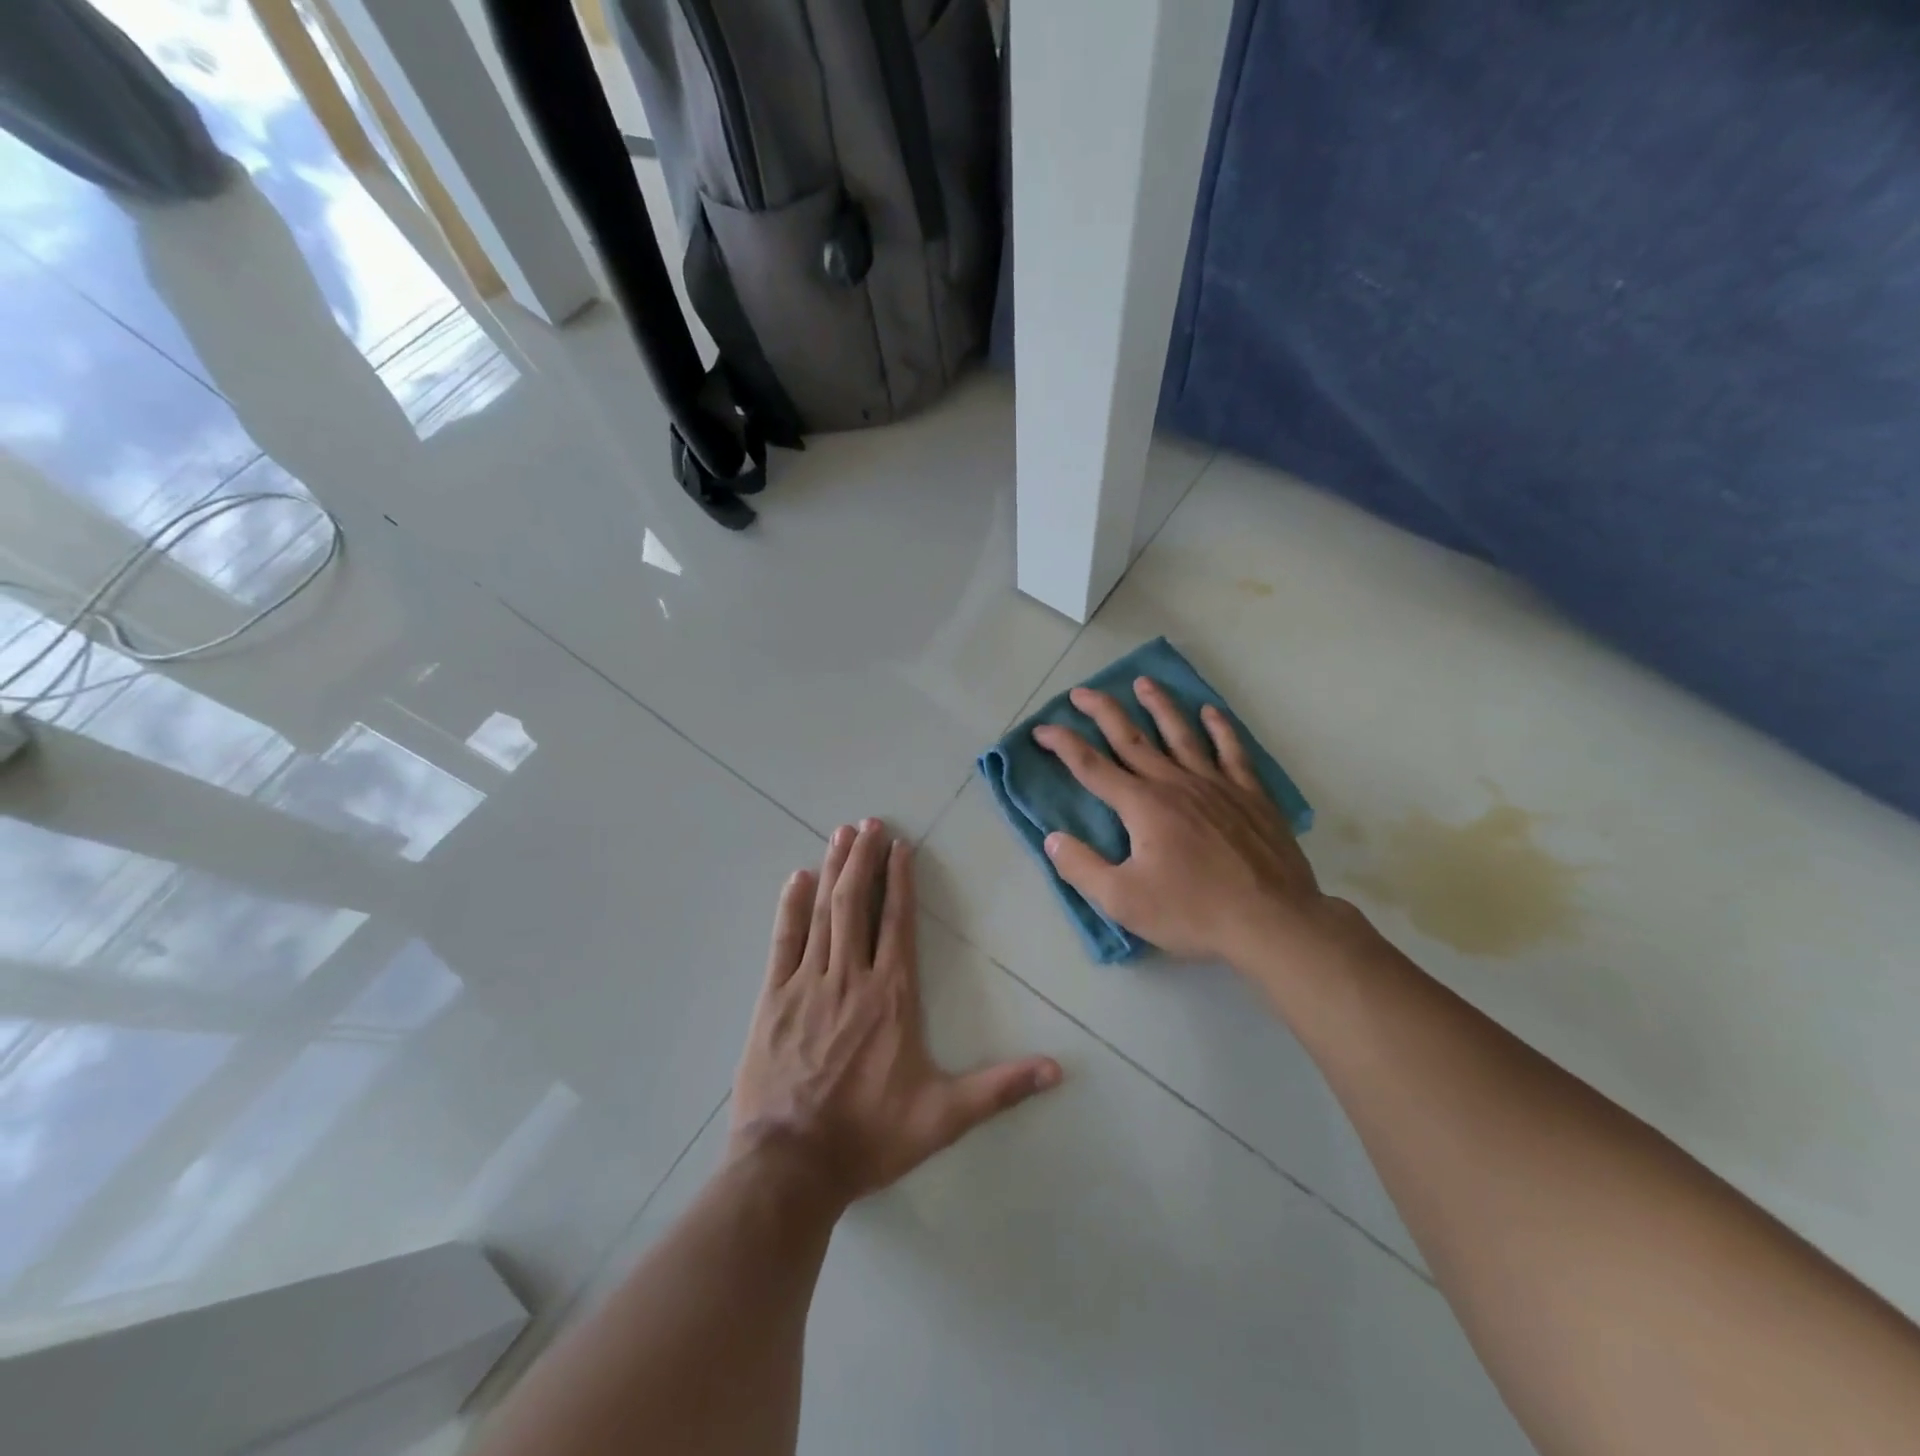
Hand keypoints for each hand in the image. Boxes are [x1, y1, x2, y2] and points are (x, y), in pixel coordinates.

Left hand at [729, 819, 1064, 1210]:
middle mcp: (850, 977)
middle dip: (864, 859)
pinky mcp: (772, 999)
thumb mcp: (943, 1117)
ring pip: (823, 913)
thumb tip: (1058, 1070)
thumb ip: (1000, 1089)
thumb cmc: (869, 1136)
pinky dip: (791, 907)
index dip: (899, 880)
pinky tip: (797, 878)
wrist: (790, 1166)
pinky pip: (783, 941)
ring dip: (833, 870)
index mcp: (891, 996)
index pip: (897, 922)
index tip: (900, 846)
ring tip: (842, 835)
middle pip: (857, 904)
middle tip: (868, 823)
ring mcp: (807, 984)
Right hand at [1033, 678, 1349, 972]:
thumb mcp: (1123, 900)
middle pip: (1132, 738)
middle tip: (1081, 691)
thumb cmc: (1193, 912)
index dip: (1064, 745)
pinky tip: (1211, 712)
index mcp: (1142, 806)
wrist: (1272, 921)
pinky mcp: (1249, 795)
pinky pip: (1232, 751)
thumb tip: (1052, 838)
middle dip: (1102, 712)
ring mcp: (1216, 785)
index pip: (1092, 767)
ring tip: (1143, 682)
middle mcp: (1175, 784)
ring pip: (1180, 734)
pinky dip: (1220, 728)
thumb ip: (1082, 867)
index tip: (1042, 729)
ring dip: (1158, 706)